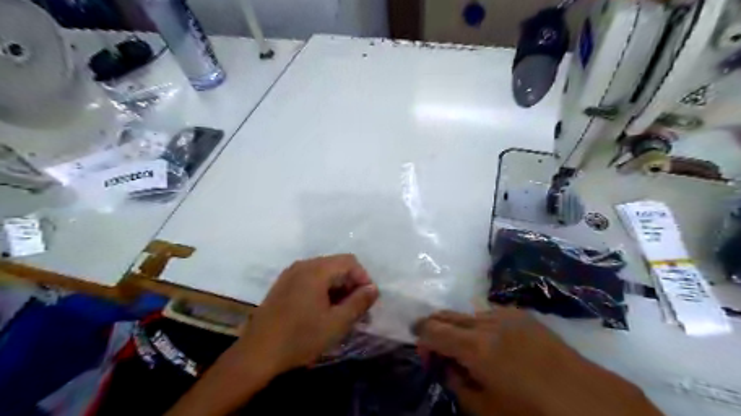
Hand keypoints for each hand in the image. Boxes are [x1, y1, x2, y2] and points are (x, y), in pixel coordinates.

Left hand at [234, 255, 377, 378]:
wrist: (256, 354)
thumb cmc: (300, 338)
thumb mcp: (336, 323)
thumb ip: (358, 303)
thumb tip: (373, 288)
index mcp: (316, 270)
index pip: (350, 261)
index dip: (363, 278)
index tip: (367, 301)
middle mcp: (303, 265)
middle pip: (336, 266)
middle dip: (351, 285)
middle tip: (357, 309)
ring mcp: (290, 274)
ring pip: (323, 274)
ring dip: (338, 289)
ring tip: (342, 313)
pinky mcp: (282, 285)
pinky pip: (310, 280)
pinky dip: (323, 291)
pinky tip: (323, 312)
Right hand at [415, 306, 659, 415]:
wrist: (587, 401)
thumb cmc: (532, 413)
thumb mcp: (484, 409)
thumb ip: (455, 381)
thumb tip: (441, 362)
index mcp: (475, 348)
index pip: (433, 330)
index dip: (420, 336)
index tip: (419, 347)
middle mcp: (487, 323)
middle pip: (447, 315)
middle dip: (433, 326)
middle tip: (432, 345)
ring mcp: (506, 315)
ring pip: (467, 313)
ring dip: (457, 326)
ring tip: (463, 347)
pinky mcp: (522, 315)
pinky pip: (488, 314)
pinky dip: (478, 324)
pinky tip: (489, 342)